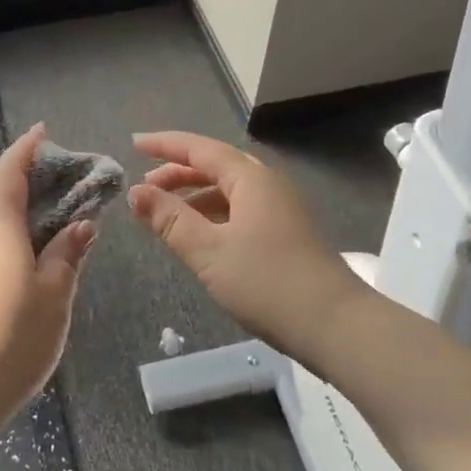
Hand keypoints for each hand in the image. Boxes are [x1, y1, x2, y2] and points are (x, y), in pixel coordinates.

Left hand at [0, 123, 96, 428]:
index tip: (43, 132)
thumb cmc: (10, 338)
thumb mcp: (54, 295)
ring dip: (24, 215)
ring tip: (60, 222)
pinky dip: (15, 242)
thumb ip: (67, 255)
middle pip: (0, 198)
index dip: (25, 150)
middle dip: (30, 182)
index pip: (8, 174)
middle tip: (66, 181)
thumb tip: (80, 224)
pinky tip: (37, 264)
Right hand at [128, 131, 365, 361]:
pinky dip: (213, 214)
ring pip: (229, 190)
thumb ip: (169, 219)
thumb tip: (136, 192)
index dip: (165, 145)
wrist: (336, 326)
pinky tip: (200, 236)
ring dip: (194, 195)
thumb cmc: (267, 283)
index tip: (134, 144)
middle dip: (177, 172)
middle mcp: (268, 184)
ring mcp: (281, 209)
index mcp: (250, 179)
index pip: (200, 149)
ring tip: (164, 214)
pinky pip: (241, 209)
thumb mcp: (208, 251)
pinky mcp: (287, 233)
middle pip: (216, 166)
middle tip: (144, 187)